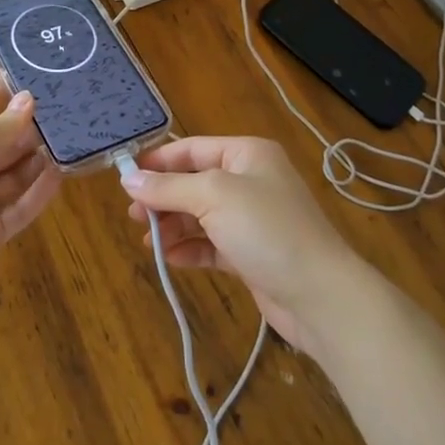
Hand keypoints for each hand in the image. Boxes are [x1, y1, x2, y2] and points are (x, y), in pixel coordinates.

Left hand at [0, 77, 60, 314]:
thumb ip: (1, 126)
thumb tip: (28, 100)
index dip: (10, 88)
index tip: (46, 70)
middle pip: (5, 138)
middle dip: (33, 124)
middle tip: (74, 105)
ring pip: (17, 172)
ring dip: (41, 156)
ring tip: (75, 136)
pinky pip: (21, 207)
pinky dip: (41, 191)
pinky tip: (62, 173)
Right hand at [121, 136, 362, 351]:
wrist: (320, 296)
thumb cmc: (267, 230)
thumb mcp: (214, 197)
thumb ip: (169, 187)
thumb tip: (129, 178)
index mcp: (247, 154)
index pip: (192, 148)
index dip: (158, 161)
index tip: (124, 176)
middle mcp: (250, 180)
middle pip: (194, 182)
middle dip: (163, 197)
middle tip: (133, 215)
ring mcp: (252, 219)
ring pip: (201, 215)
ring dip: (173, 226)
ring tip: (147, 241)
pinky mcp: (252, 253)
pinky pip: (212, 243)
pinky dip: (190, 248)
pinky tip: (169, 258)